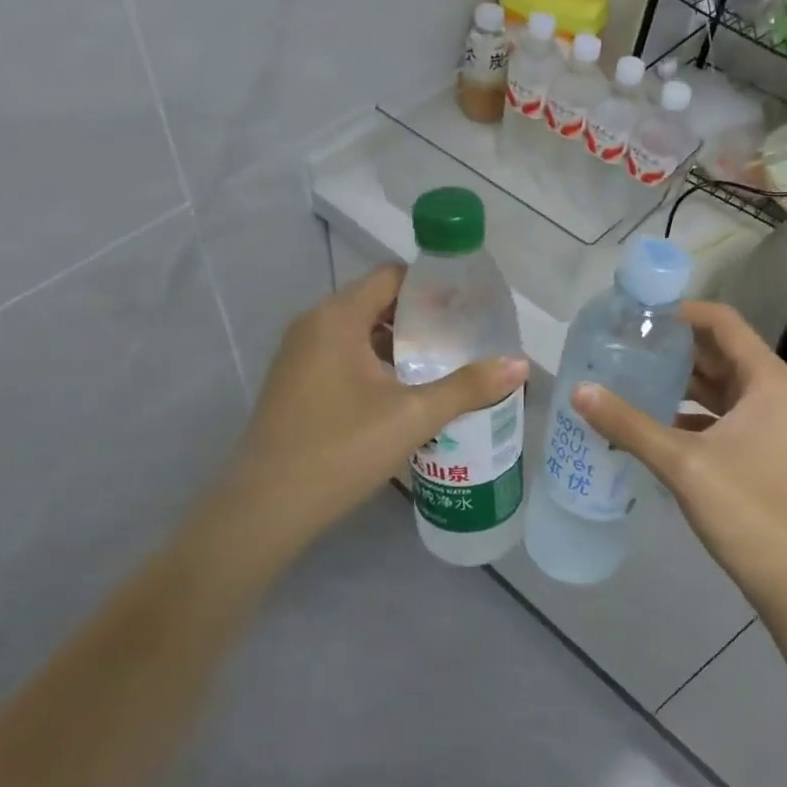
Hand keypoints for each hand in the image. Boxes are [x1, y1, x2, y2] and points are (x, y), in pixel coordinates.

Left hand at [221, 265, 527, 556]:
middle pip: (376, 302)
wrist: (264, 509)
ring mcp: (298, 355)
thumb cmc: (340, 450)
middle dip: (420, 319)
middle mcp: (312, 324)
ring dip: (397, 345)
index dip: (432, 286)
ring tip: (440, 367)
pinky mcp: (293, 384)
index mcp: (337, 317)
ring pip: (358, 332)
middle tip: (463, 340)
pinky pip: (341, 356)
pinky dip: (373, 364)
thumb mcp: (412, 417)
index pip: (391, 277)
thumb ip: (468, 387)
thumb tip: (522, 364)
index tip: (468, 308)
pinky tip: (401, 395)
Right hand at [571, 301, 786, 605]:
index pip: (720, 321)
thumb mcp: (682, 462)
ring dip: (673, 377)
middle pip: (715, 349)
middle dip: (670, 344)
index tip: (633, 316)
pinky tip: (644, 417)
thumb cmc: (747, 509)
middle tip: (618, 343)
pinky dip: (681, 409)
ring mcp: (762, 419)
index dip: (678, 311)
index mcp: (765, 378)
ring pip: (712, 383)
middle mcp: (768, 390)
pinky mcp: (752, 446)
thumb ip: (628, 424)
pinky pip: (712, 412)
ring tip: (624, 372)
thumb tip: (579, 390)